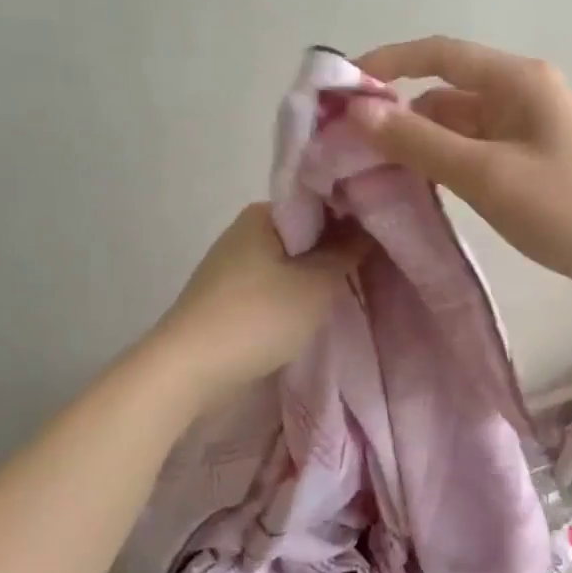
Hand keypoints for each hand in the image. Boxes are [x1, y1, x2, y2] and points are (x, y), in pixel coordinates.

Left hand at [153, 203, 366, 398]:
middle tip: (374, 264)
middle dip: (337, 248)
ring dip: (316, 273)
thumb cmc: (258, 317)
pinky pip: (273, 283)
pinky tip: (315, 308)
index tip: (383, 234)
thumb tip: (369, 225)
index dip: (354, 215)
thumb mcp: (316, 284)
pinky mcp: (228, 295)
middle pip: (306, 232)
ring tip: (351, 287)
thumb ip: (347, 251)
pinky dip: (295, 292)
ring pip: (290, 260)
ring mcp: (233, 264)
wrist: (188, 370)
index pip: (320, 202)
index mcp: (264, 213)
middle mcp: (246, 230)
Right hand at [350, 37, 571, 301]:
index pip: (439, 53)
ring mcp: (524, 126)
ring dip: (418, 138)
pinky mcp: (524, 157)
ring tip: (371, 166)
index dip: (388, 62)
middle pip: (445, 89)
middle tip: (348, 141)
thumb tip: (357, 112)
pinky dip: (441, 158)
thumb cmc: (562, 208)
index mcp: (517, 80)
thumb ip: (419, 142)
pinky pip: (471, 146)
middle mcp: (519, 92)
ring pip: (455, 121)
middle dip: (398, 109)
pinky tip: (414, 181)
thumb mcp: (485, 175)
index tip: (342, 86)